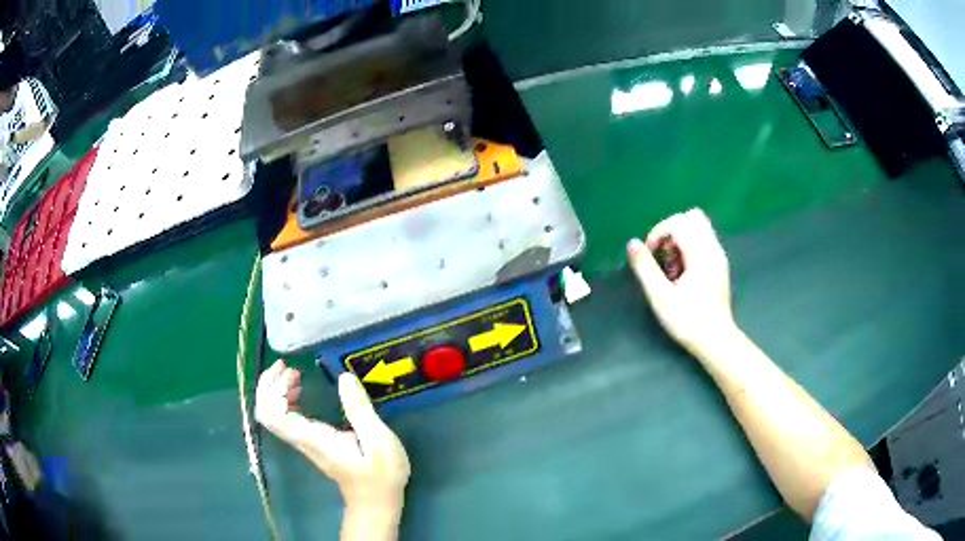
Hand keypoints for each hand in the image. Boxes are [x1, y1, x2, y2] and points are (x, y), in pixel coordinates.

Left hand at [255, 361, 410, 514]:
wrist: (375, 503)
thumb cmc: (380, 476)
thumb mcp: (379, 442)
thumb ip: (360, 410)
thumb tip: (344, 378)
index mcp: (312, 438)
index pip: (273, 414)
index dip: (273, 389)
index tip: (292, 371)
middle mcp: (301, 439)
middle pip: (265, 412)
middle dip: (269, 385)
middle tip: (288, 366)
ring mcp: (302, 442)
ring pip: (272, 415)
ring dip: (276, 390)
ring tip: (295, 374)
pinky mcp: (308, 443)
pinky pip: (283, 418)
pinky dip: (285, 399)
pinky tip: (301, 392)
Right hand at [626, 208, 735, 353]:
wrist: (716, 340)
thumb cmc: (688, 320)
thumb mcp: (660, 296)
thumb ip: (645, 267)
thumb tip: (632, 243)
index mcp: (700, 253)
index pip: (678, 222)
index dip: (658, 232)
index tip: (649, 255)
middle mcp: (712, 248)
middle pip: (692, 217)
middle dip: (671, 230)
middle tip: (662, 255)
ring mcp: (718, 256)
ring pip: (699, 228)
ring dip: (680, 239)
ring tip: (671, 266)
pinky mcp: (719, 266)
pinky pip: (703, 241)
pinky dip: (689, 248)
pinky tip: (683, 273)